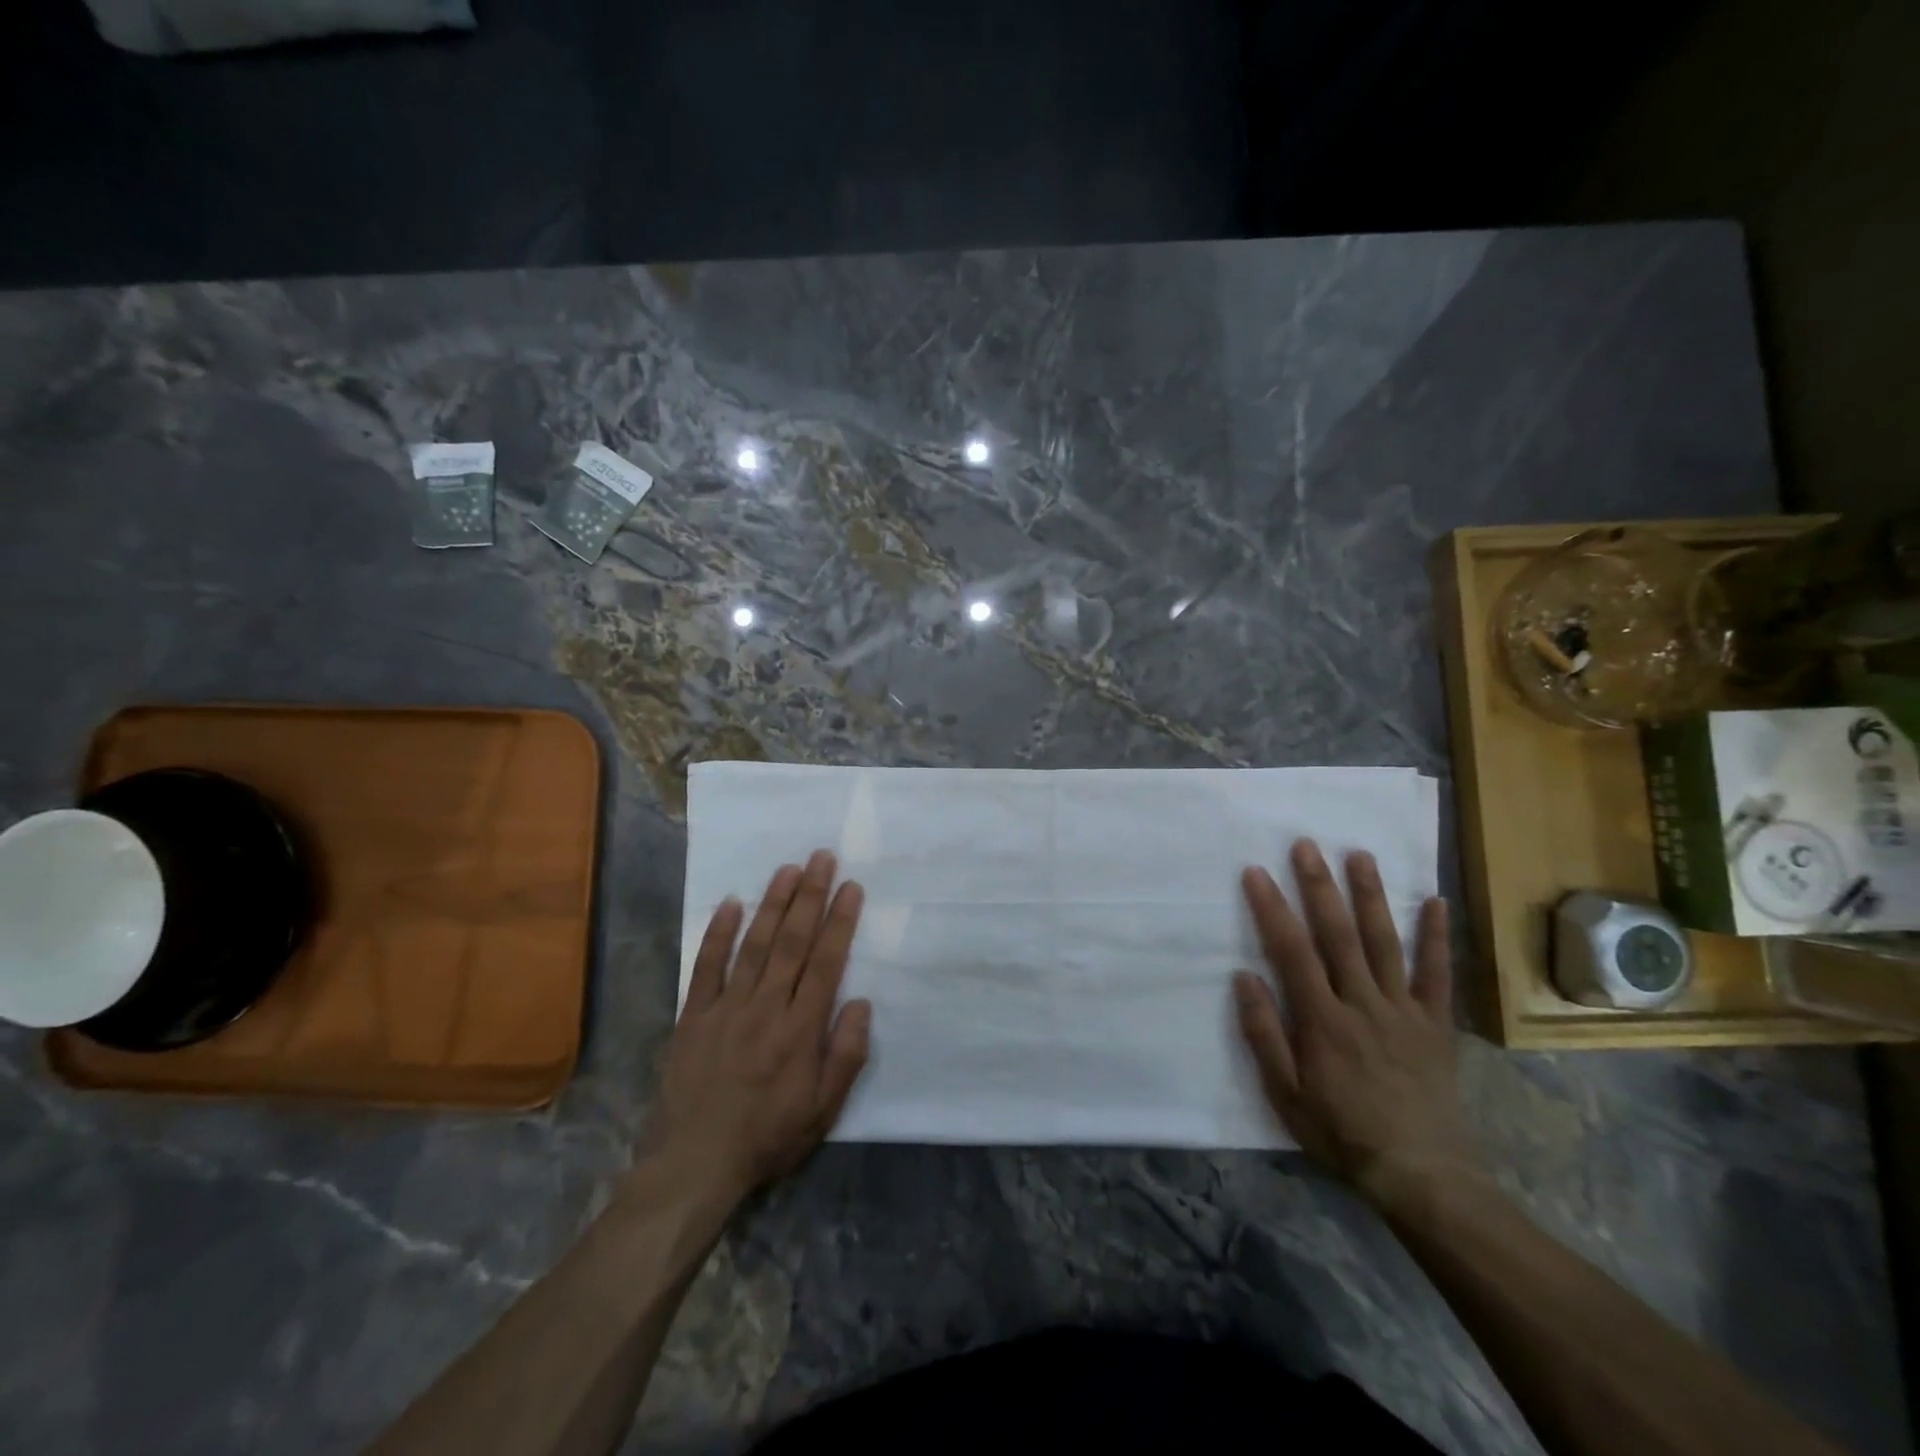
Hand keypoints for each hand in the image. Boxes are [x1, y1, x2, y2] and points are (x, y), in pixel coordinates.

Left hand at [646, 850, 871, 1207]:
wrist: (693, 1164)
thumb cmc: (768, 1136)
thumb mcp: (823, 1110)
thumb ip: (846, 1054)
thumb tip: (862, 1002)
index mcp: (799, 1030)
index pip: (825, 963)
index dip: (840, 922)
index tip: (851, 888)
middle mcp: (765, 1008)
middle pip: (792, 942)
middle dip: (810, 896)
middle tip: (822, 858)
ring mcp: (726, 1008)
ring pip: (755, 945)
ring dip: (773, 904)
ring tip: (788, 868)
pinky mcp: (694, 1015)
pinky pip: (706, 966)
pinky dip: (718, 933)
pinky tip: (731, 903)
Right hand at [1233, 839, 1480, 1211]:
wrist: (1421, 1175)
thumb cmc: (1341, 1133)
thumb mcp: (1285, 1094)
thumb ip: (1264, 1034)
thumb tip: (1244, 977)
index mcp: (1322, 1020)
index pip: (1291, 951)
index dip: (1272, 909)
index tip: (1256, 872)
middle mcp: (1363, 1003)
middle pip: (1338, 935)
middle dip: (1319, 886)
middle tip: (1306, 845)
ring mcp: (1403, 1011)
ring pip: (1385, 943)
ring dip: (1371, 896)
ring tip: (1360, 855)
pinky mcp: (1435, 1024)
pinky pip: (1438, 975)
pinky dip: (1437, 938)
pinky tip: (1436, 902)